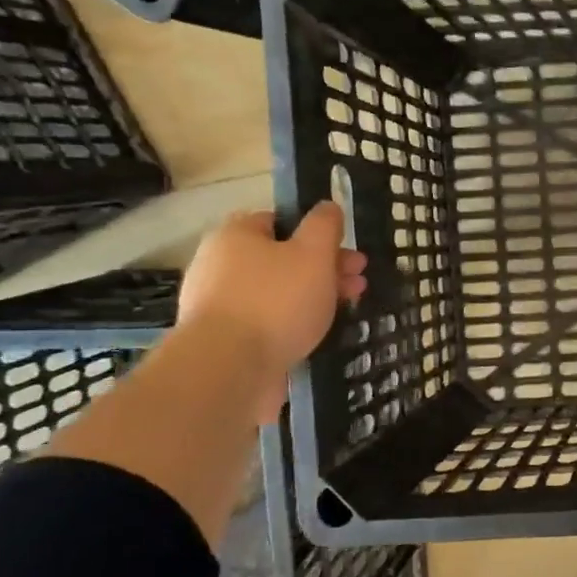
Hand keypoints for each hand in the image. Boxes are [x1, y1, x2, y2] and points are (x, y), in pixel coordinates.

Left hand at [177, 205, 367, 420]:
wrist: (228, 369)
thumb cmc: (276, 301)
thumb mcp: (314, 253)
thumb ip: (325, 226)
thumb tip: (328, 206)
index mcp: (236, 235)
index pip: (280, 221)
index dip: (317, 234)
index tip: (347, 253)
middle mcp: (219, 265)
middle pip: (282, 259)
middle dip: (324, 269)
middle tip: (358, 285)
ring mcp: (218, 305)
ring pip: (277, 293)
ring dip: (313, 298)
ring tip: (345, 313)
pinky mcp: (224, 341)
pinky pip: (266, 323)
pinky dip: (291, 326)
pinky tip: (314, 336)